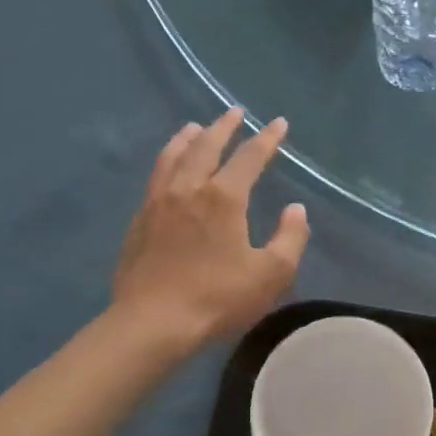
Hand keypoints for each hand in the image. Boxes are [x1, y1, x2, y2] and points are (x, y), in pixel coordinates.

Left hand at [112, 108, 308, 347]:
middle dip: (224, 127)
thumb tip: (295, 209)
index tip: (278, 123)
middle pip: (206, 145)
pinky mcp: (140, 220)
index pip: (250, 157)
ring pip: (174, 156)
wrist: (152, 323)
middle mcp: (189, 188)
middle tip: (235, 112)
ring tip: (195, 127)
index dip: (267, 138)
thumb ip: (290, 237)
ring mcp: (159, 202)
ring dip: (188, 138)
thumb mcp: (271, 273)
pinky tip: (169, 168)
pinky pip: (156, 176)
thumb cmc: (218, 298)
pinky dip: (168, 160)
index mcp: (224, 197)